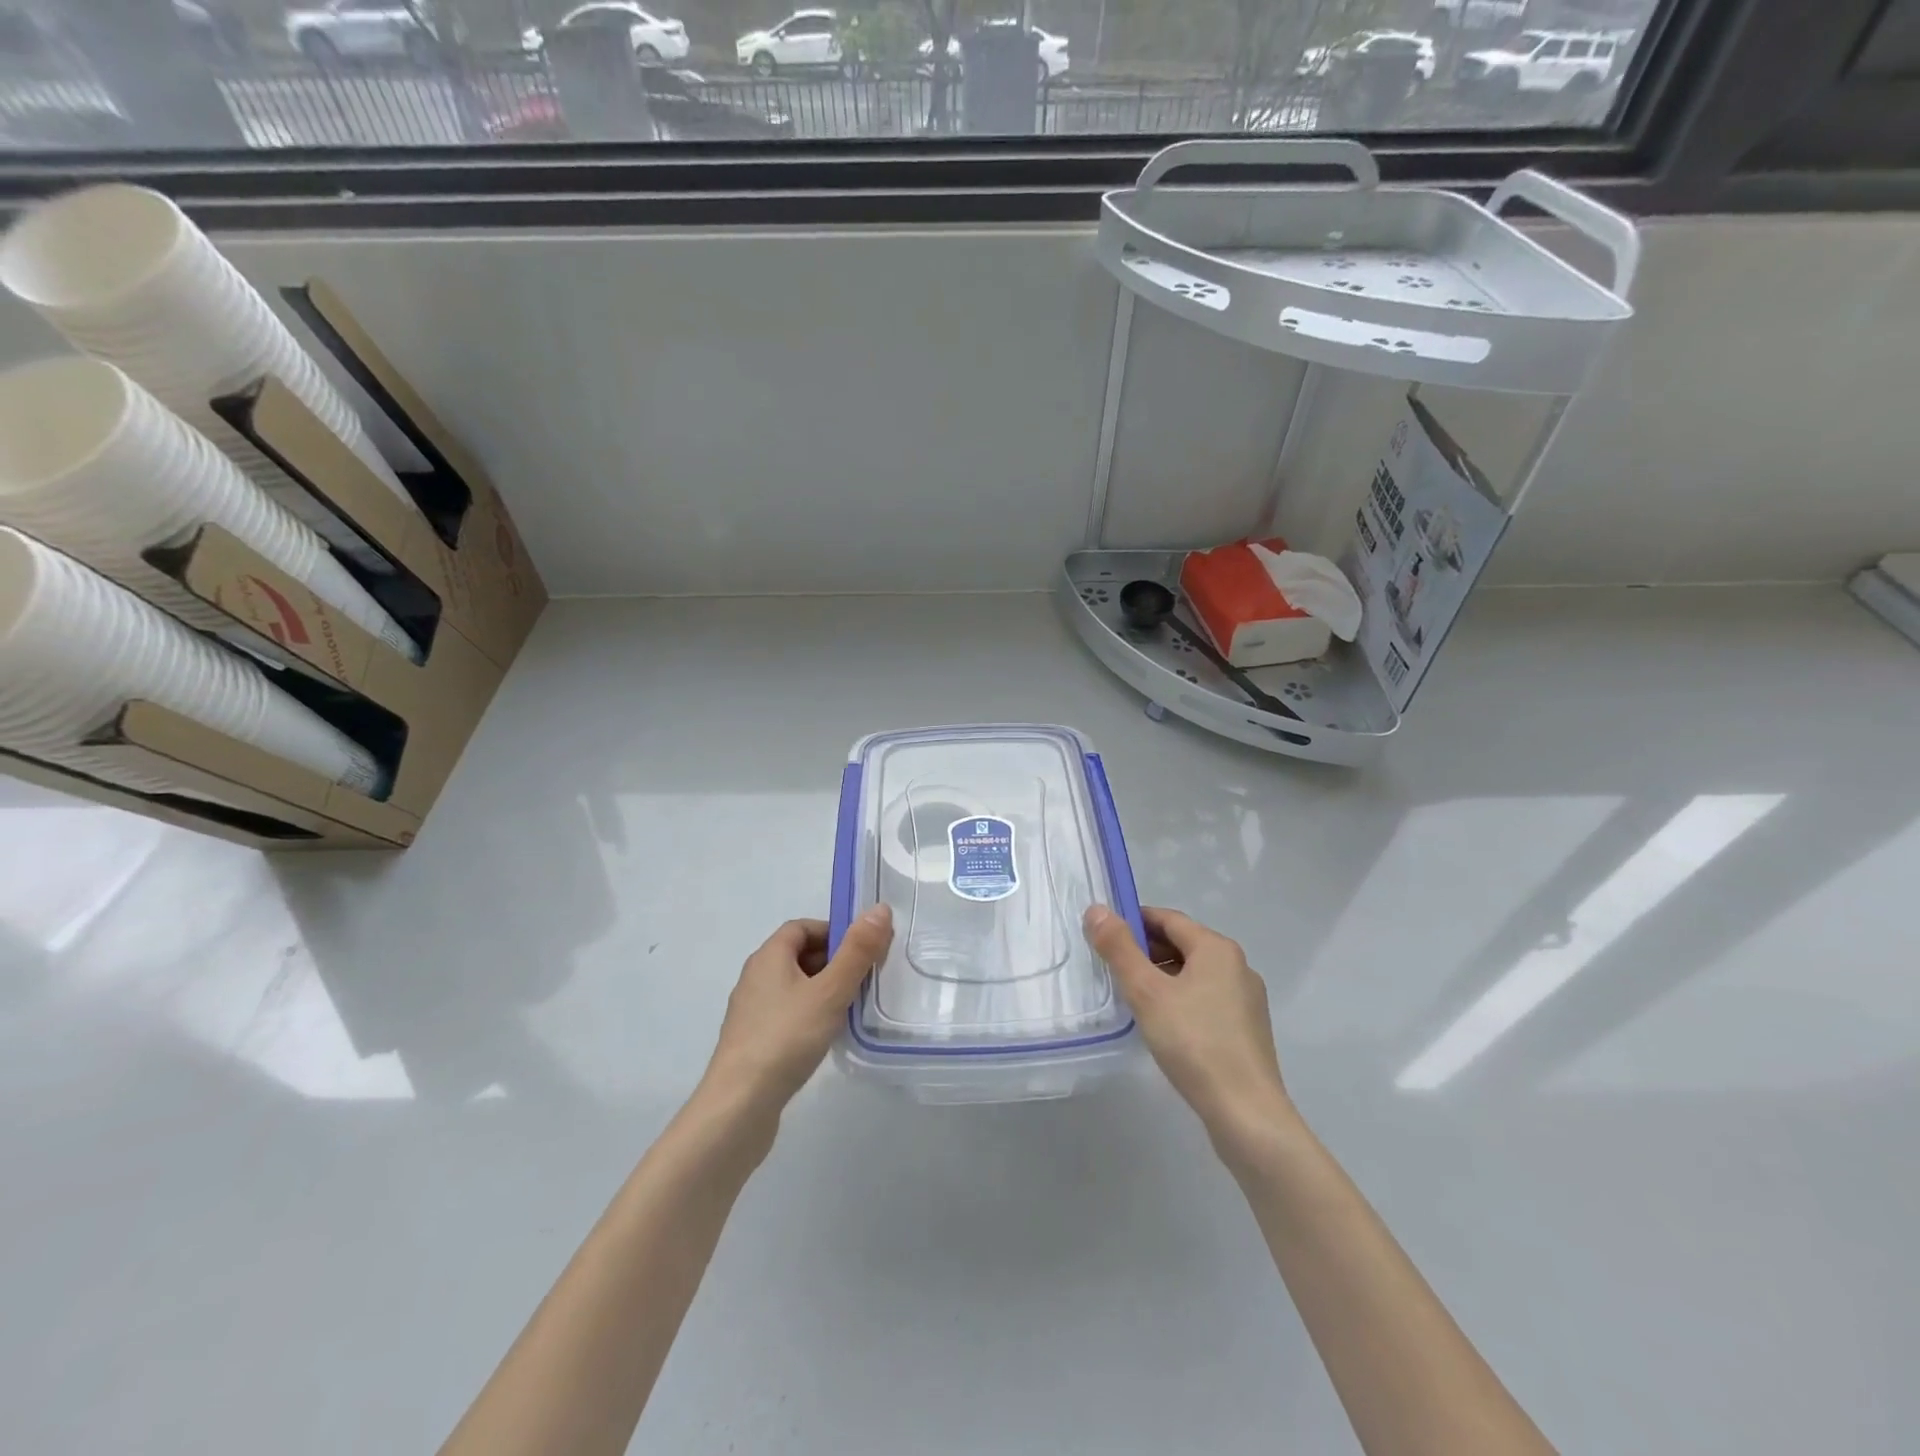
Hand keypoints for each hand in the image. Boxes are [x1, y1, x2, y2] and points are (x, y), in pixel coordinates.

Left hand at [702, 906, 894, 1117]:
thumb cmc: (786, 1038)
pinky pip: (787, 1014)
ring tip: (852, 1009)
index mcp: (768, 957)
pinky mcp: (753, 1042)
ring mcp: (751, 1012)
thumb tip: (879, 909)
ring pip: (794, 987)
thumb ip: (857, 951)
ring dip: (823, 991)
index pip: (802, 927)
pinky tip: (826, 1037)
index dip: (833, 932)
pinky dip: (809, 1015)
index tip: (862, 950)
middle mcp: (755, 977)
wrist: (739, 1106)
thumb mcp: (830, 992)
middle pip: (798, 955)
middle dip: (833, 962)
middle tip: (865, 979)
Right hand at [1084, 904, 1295, 1154]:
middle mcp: (1237, 965)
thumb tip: (1096, 909)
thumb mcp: (1147, 992)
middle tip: (1111, 969)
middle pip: (1183, 944)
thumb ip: (1119, 948)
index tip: (1103, 936)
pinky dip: (1180, 999)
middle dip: (1145, 951)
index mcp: (1217, 948)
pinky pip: (1206, 999)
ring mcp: (1246, 999)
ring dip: (1161, 977)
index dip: (1133, 921)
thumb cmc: (1194, 1042)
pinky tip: (1162, 1024)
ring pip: (1194, 974)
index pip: (1168, 919)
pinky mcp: (1246, 1029)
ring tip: (1131, 997)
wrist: (1246, 1114)